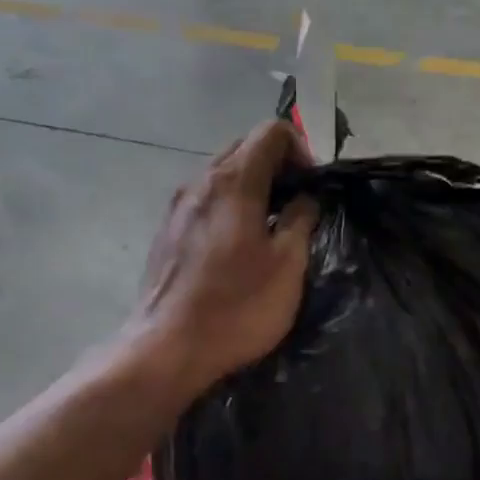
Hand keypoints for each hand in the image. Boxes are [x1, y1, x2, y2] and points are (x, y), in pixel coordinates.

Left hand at [134, 121, 318, 398]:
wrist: (168, 347)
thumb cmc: (237, 307)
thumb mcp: (287, 265)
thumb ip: (301, 221)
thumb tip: (305, 199)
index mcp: (233, 182)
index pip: (271, 132)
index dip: (301, 149)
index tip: (313, 186)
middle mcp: (200, 181)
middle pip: (243, 148)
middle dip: (276, 165)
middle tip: (298, 203)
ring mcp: (177, 206)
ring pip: (221, 174)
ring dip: (252, 186)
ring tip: (270, 225)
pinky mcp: (166, 231)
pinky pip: (204, 200)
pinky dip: (228, 205)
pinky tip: (238, 244)